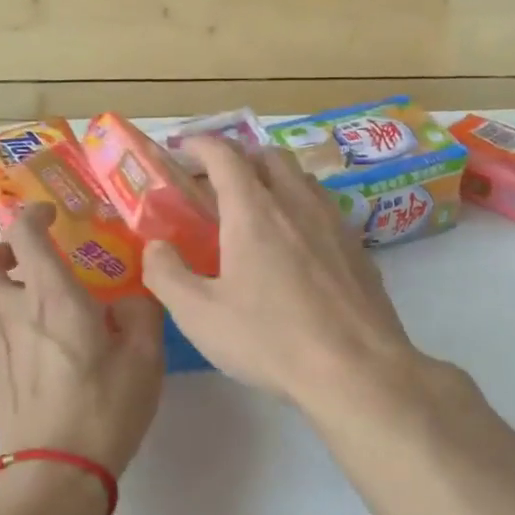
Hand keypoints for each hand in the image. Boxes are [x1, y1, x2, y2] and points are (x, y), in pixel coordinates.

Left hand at [0, 203, 165, 473]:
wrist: (55, 472)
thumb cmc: (105, 408)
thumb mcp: (146, 357)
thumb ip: (141, 312)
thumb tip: (127, 301)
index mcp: (52, 297)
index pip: (22, 234)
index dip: (33, 215)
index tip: (52, 216)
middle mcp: (12, 312)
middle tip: (30, 261)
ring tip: (30, 297)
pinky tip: (35, 339)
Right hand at [142, 137, 422, 410]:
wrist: (356, 369)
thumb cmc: (270, 340)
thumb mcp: (199, 315)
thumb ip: (167, 274)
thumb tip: (157, 247)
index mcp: (253, 211)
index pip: (225, 155)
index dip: (201, 144)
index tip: (184, 148)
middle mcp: (296, 203)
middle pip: (269, 156)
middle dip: (240, 158)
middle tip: (218, 184)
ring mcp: (334, 222)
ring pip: (302, 179)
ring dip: (275, 179)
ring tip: (258, 210)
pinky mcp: (358, 248)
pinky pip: (325, 208)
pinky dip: (302, 208)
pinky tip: (297, 246)